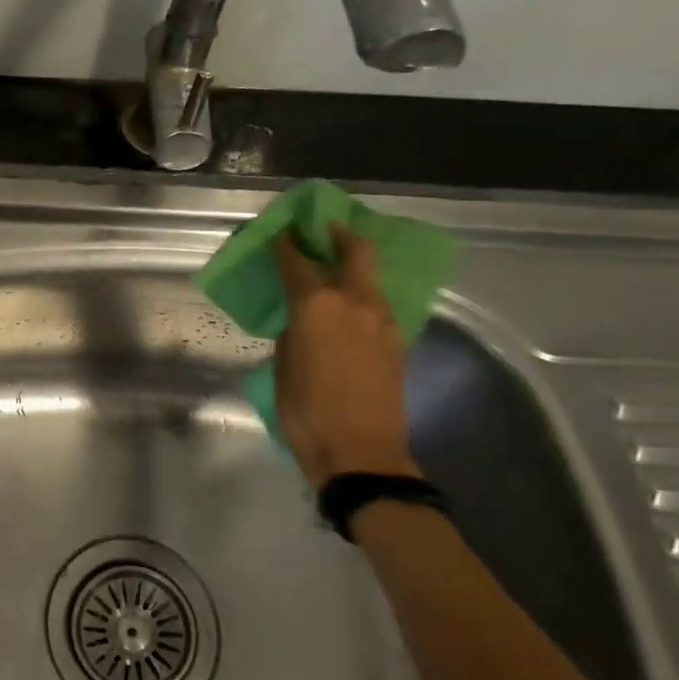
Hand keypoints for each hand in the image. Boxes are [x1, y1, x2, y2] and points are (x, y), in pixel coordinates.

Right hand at [271, 223, 419, 487]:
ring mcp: (383, 321)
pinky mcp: (397, 342)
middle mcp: (355, 302)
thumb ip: (294, 331)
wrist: (360, 452)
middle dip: (339, 234)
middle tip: (325, 227)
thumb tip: (302, 318)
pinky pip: (379, 304)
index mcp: (317, 306)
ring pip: (371, 277)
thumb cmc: (305, 410)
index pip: (297, 261)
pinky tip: (350, 306)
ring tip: (337, 265)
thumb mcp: (284, 365)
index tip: (281, 231)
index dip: (286, 243)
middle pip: (354, 251)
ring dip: (355, 264)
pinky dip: (364, 294)